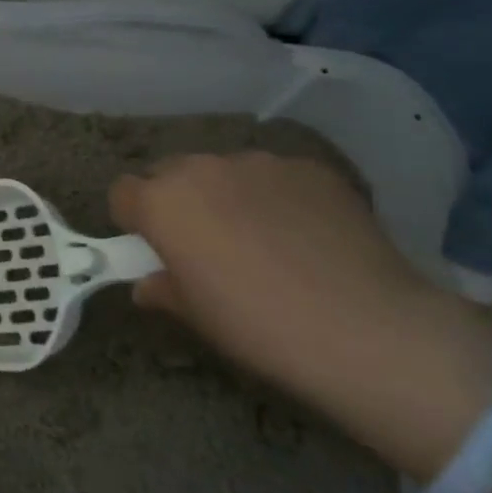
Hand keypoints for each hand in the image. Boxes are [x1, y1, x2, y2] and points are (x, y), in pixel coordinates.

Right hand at [110, 152, 491, 472]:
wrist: (369, 330)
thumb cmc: (260, 327)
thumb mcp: (197, 317)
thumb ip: (163, 289)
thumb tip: (150, 284)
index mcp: (162, 202)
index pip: (122, 192)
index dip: (133, 219)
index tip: (154, 247)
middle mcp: (203, 169)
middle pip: (172, 173)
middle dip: (179, 201)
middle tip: (207, 245)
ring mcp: (260, 162)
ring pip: (226, 172)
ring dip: (229, 196)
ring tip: (267, 241)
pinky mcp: (310, 167)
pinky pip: (277, 177)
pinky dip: (280, 199)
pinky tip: (309, 238)